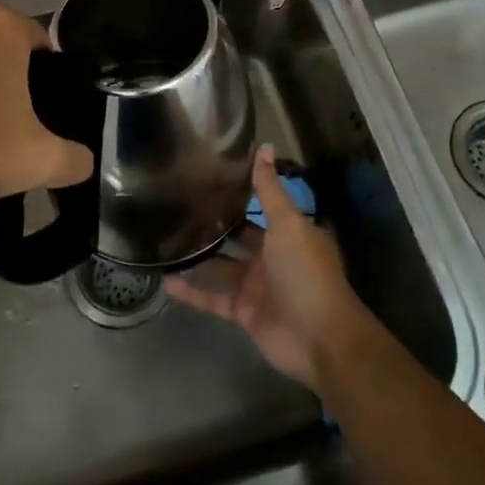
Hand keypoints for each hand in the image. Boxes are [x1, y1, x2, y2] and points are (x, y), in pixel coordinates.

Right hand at [164, 145, 366, 389]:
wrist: (320, 338)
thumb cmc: (306, 272)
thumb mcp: (288, 224)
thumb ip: (270, 189)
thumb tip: (264, 146)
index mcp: (287, 233)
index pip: (260, 207)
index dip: (238, 193)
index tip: (208, 176)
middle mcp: (271, 256)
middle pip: (238, 237)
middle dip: (214, 224)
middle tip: (178, 205)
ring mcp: (256, 286)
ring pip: (220, 267)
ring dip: (197, 257)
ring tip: (165, 239)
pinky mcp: (242, 312)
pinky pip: (212, 298)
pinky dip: (191, 292)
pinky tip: (165, 281)